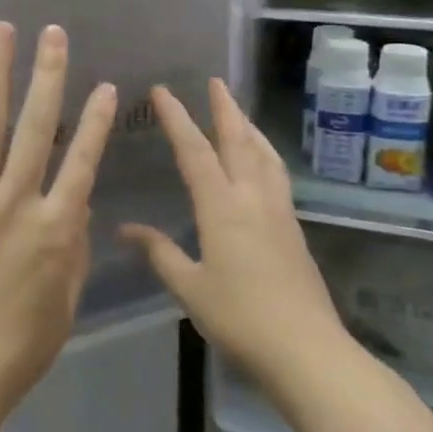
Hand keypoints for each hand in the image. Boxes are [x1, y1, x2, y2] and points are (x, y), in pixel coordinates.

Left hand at [0, 22, 117, 423]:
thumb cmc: (15, 348)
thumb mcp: (65, 304)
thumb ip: (74, 248)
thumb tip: (77, 201)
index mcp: (55, 231)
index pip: (83, 162)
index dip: (96, 121)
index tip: (106, 86)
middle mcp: (14, 204)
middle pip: (36, 128)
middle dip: (48, 75)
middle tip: (53, 33)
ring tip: (2, 32)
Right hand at [121, 79, 353, 395]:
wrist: (307, 350)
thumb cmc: (240, 318)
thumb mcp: (190, 287)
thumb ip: (159, 252)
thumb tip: (126, 229)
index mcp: (222, 207)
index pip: (195, 151)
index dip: (177, 118)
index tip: (163, 91)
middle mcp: (253, 198)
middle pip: (239, 141)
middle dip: (225, 108)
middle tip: (215, 81)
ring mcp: (279, 211)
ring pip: (265, 155)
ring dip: (249, 127)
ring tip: (239, 112)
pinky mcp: (294, 229)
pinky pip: (277, 175)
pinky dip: (265, 153)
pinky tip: (261, 162)